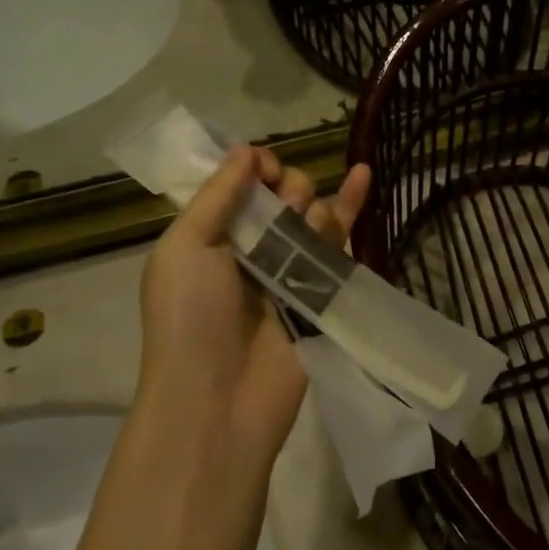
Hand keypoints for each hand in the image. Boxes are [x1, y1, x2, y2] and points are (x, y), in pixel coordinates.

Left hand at [138, 146, 372, 461]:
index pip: (241, 183)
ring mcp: (290, 269)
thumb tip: (247, 148)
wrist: (218, 401)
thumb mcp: (186, 247)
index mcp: (212, 235)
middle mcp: (252, 248)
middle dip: (288, 189)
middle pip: (282, 193)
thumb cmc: (189, 318)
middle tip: (283, 211)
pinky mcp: (323, 290)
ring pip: (312, 213)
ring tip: (306, 227)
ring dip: (312, 207)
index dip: (256, 168)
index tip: (263, 173)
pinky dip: (351, 204)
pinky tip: (363, 173)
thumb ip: (218, 194)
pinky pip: (339, 242)